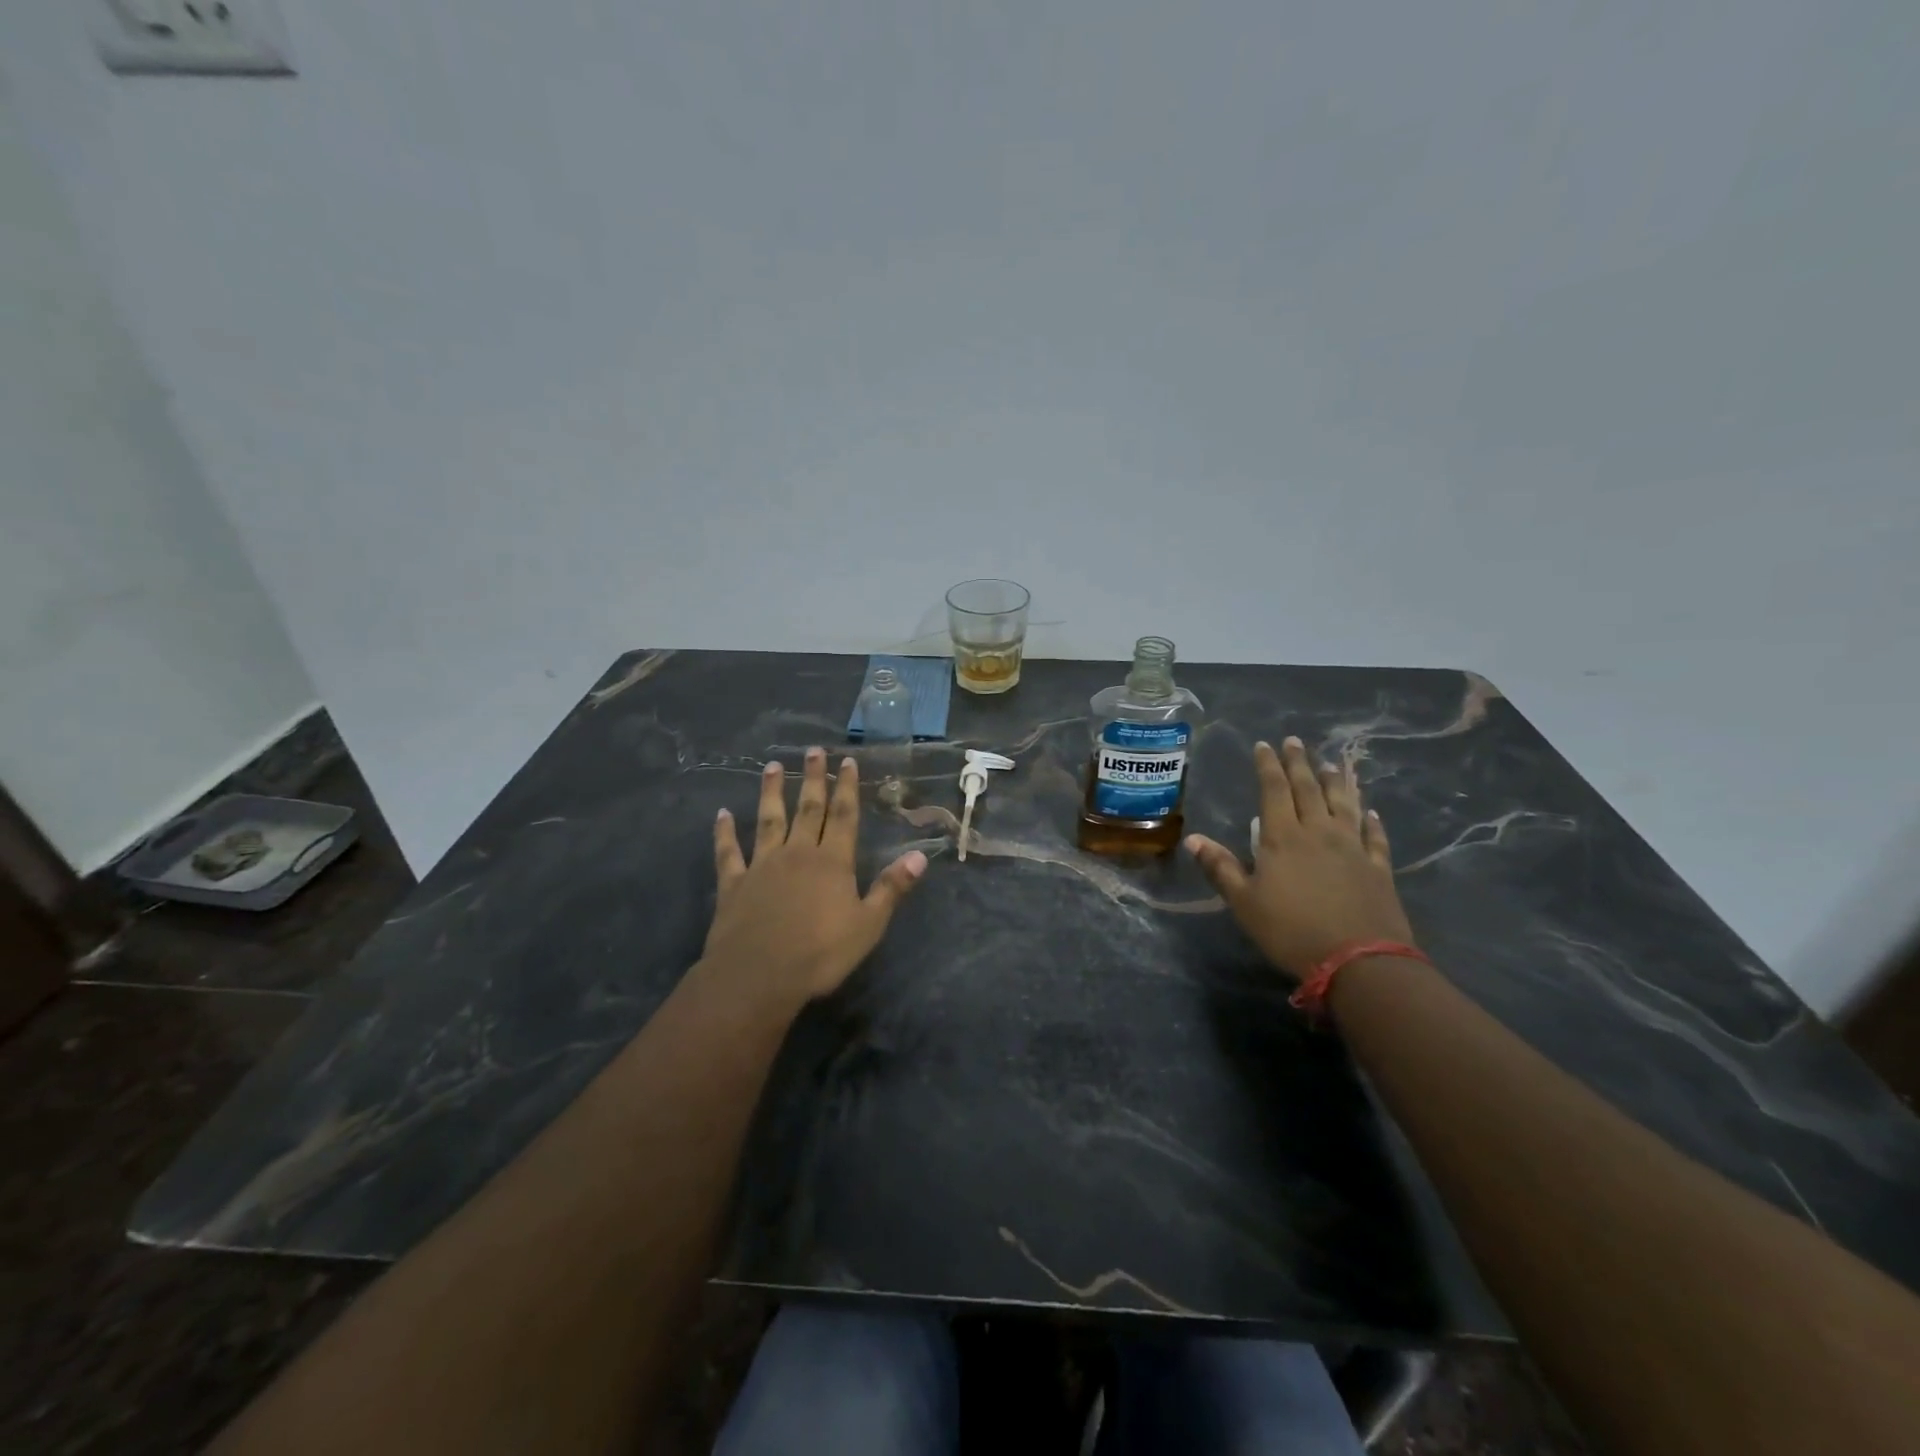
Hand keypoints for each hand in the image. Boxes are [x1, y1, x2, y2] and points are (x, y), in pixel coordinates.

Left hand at [705, 748, 927, 1000]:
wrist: (758, 975)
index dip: (847, 788)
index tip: (846, 761)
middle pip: (808, 809)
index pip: (844, 817)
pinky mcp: (734, 883)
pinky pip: (729, 852)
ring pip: (769, 820)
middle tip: (813, 751)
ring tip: (771, 766)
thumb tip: (920, 856)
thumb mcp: (868, 925)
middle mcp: (798, 853)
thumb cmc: (820, 954)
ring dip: (771, 793)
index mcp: (833, 862)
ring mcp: (763, 865)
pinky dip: (725, 833)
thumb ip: (892, 888)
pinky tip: (722, 815)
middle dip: (813, 779)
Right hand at [1185, 737, 1413, 979]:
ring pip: (1344, 805)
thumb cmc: (1291, 930)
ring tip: (1331, 765)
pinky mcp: (1378, 868)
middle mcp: (1319, 832)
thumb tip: (1192, 839)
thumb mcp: (1244, 902)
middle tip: (1295, 742)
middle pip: (1308, 789)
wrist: (1359, 960)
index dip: (1268, 766)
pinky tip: (1371, 812)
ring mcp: (1353, 848)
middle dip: (1299, 763)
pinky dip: (1371, 821)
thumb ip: (1221, 867)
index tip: (1264, 745)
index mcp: (1283, 837)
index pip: (1273, 790)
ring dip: (1336, 783)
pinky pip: (1374, 836)